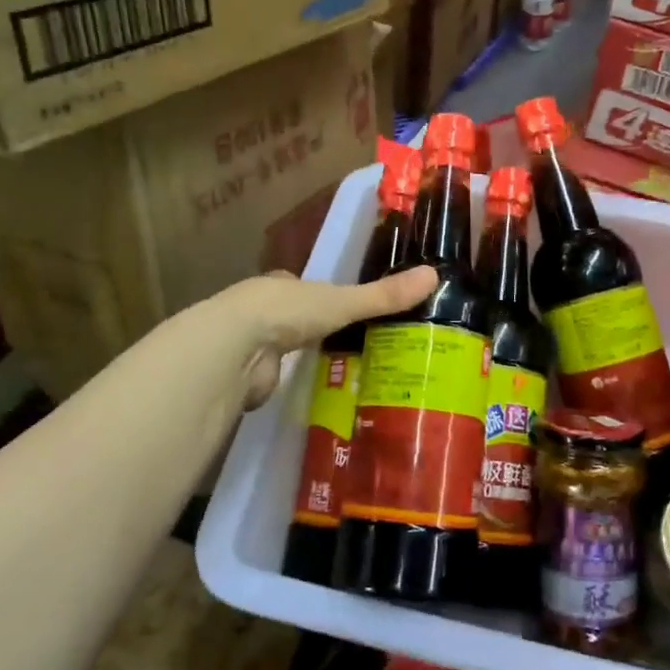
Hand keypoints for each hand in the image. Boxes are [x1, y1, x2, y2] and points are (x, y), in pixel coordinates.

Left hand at [204, 266, 439, 407]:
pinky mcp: (248, 377)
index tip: (343, 308)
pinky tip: (311, 394)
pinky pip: (277, 378)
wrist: (235, 348)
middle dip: (312, 330)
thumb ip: (383, 296)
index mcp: (280, 285)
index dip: (321, 296)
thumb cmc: (287, 311)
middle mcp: (262, 310)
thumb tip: (434, 275)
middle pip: (292, 318)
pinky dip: (291, 384)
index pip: (301, 286)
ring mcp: (251, 344)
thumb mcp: (343, 301)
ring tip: (340, 373)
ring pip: (282, 349)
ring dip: (301, 359)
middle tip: (349, 345)